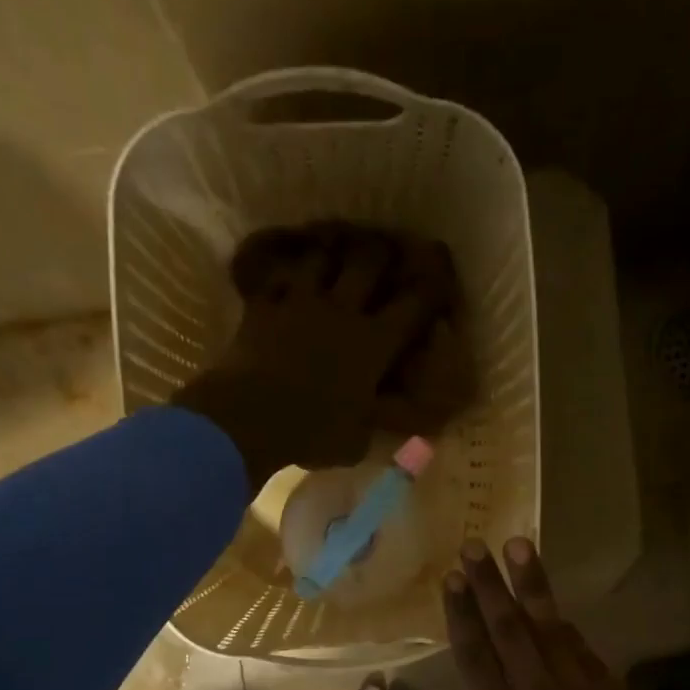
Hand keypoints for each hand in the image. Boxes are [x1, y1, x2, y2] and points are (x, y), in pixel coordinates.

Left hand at [173, 225, 456, 488]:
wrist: (248, 417)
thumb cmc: (311, 433)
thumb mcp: (357, 440)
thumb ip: (375, 422)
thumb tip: (390, 418)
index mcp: (373, 344)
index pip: (413, 306)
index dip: (430, 288)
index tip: (440, 278)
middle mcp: (342, 311)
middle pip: (368, 263)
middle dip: (381, 253)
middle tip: (387, 248)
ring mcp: (300, 302)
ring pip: (321, 257)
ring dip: (331, 252)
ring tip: (335, 249)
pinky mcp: (263, 305)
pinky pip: (277, 275)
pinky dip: (284, 271)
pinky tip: (285, 271)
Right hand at [445, 537, 689, 689]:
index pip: (476, 658)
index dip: (462, 615)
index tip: (452, 580)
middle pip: (511, 631)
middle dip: (490, 586)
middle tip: (475, 547)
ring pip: (552, 630)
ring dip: (533, 588)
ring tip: (519, 548)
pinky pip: (587, 653)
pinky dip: (568, 628)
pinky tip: (558, 610)